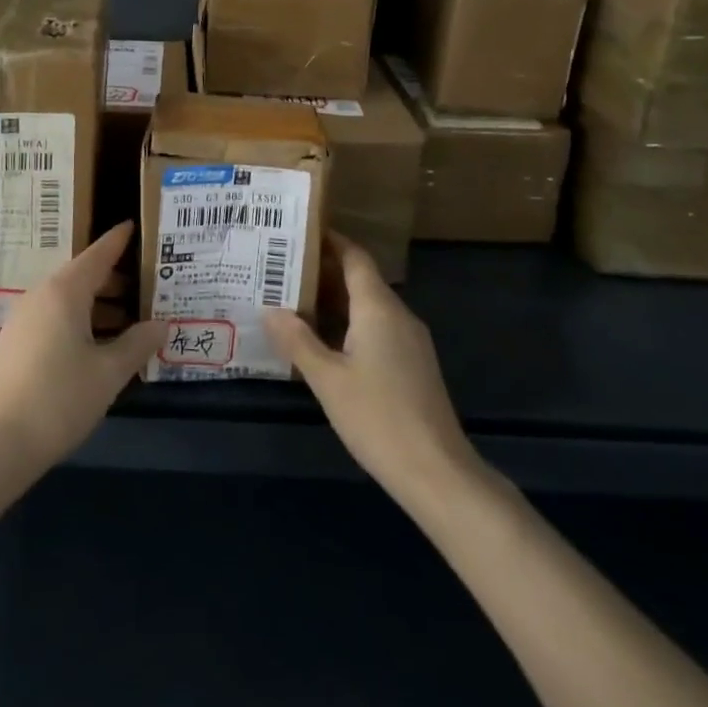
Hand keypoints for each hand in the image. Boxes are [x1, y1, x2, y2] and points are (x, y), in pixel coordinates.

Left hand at [0, 222, 162, 472]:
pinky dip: (80, 320)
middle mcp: (41, 296)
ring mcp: (24, 320)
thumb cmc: (58, 400)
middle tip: (147, 284)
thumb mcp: (108, 373)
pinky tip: (97, 345)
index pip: (98, 255)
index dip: (117, 241)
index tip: (133, 225)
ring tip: (129, 319)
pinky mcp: (15, 344)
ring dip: (98, 304)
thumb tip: (161, 324)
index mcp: (65, 291)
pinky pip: (54, 317)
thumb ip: (137, 344)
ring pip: (68, 299)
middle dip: (114, 279)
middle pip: (83, 275)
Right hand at [263, 232, 476, 505]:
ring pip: (368, 306)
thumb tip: (269, 309)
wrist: (438, 473)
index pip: (354, 256)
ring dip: (335, 300)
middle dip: (323, 271)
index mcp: (378, 307)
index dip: (329, 241)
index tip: (298, 233)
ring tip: (294, 301)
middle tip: (282, 269)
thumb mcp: (328, 380)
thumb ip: (297, 341)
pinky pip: (377, 328)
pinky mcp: (413, 365)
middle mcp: (398, 314)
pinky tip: (325, 342)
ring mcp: (410, 341)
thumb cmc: (379, 418)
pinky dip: (350, 324)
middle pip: (360, 278)